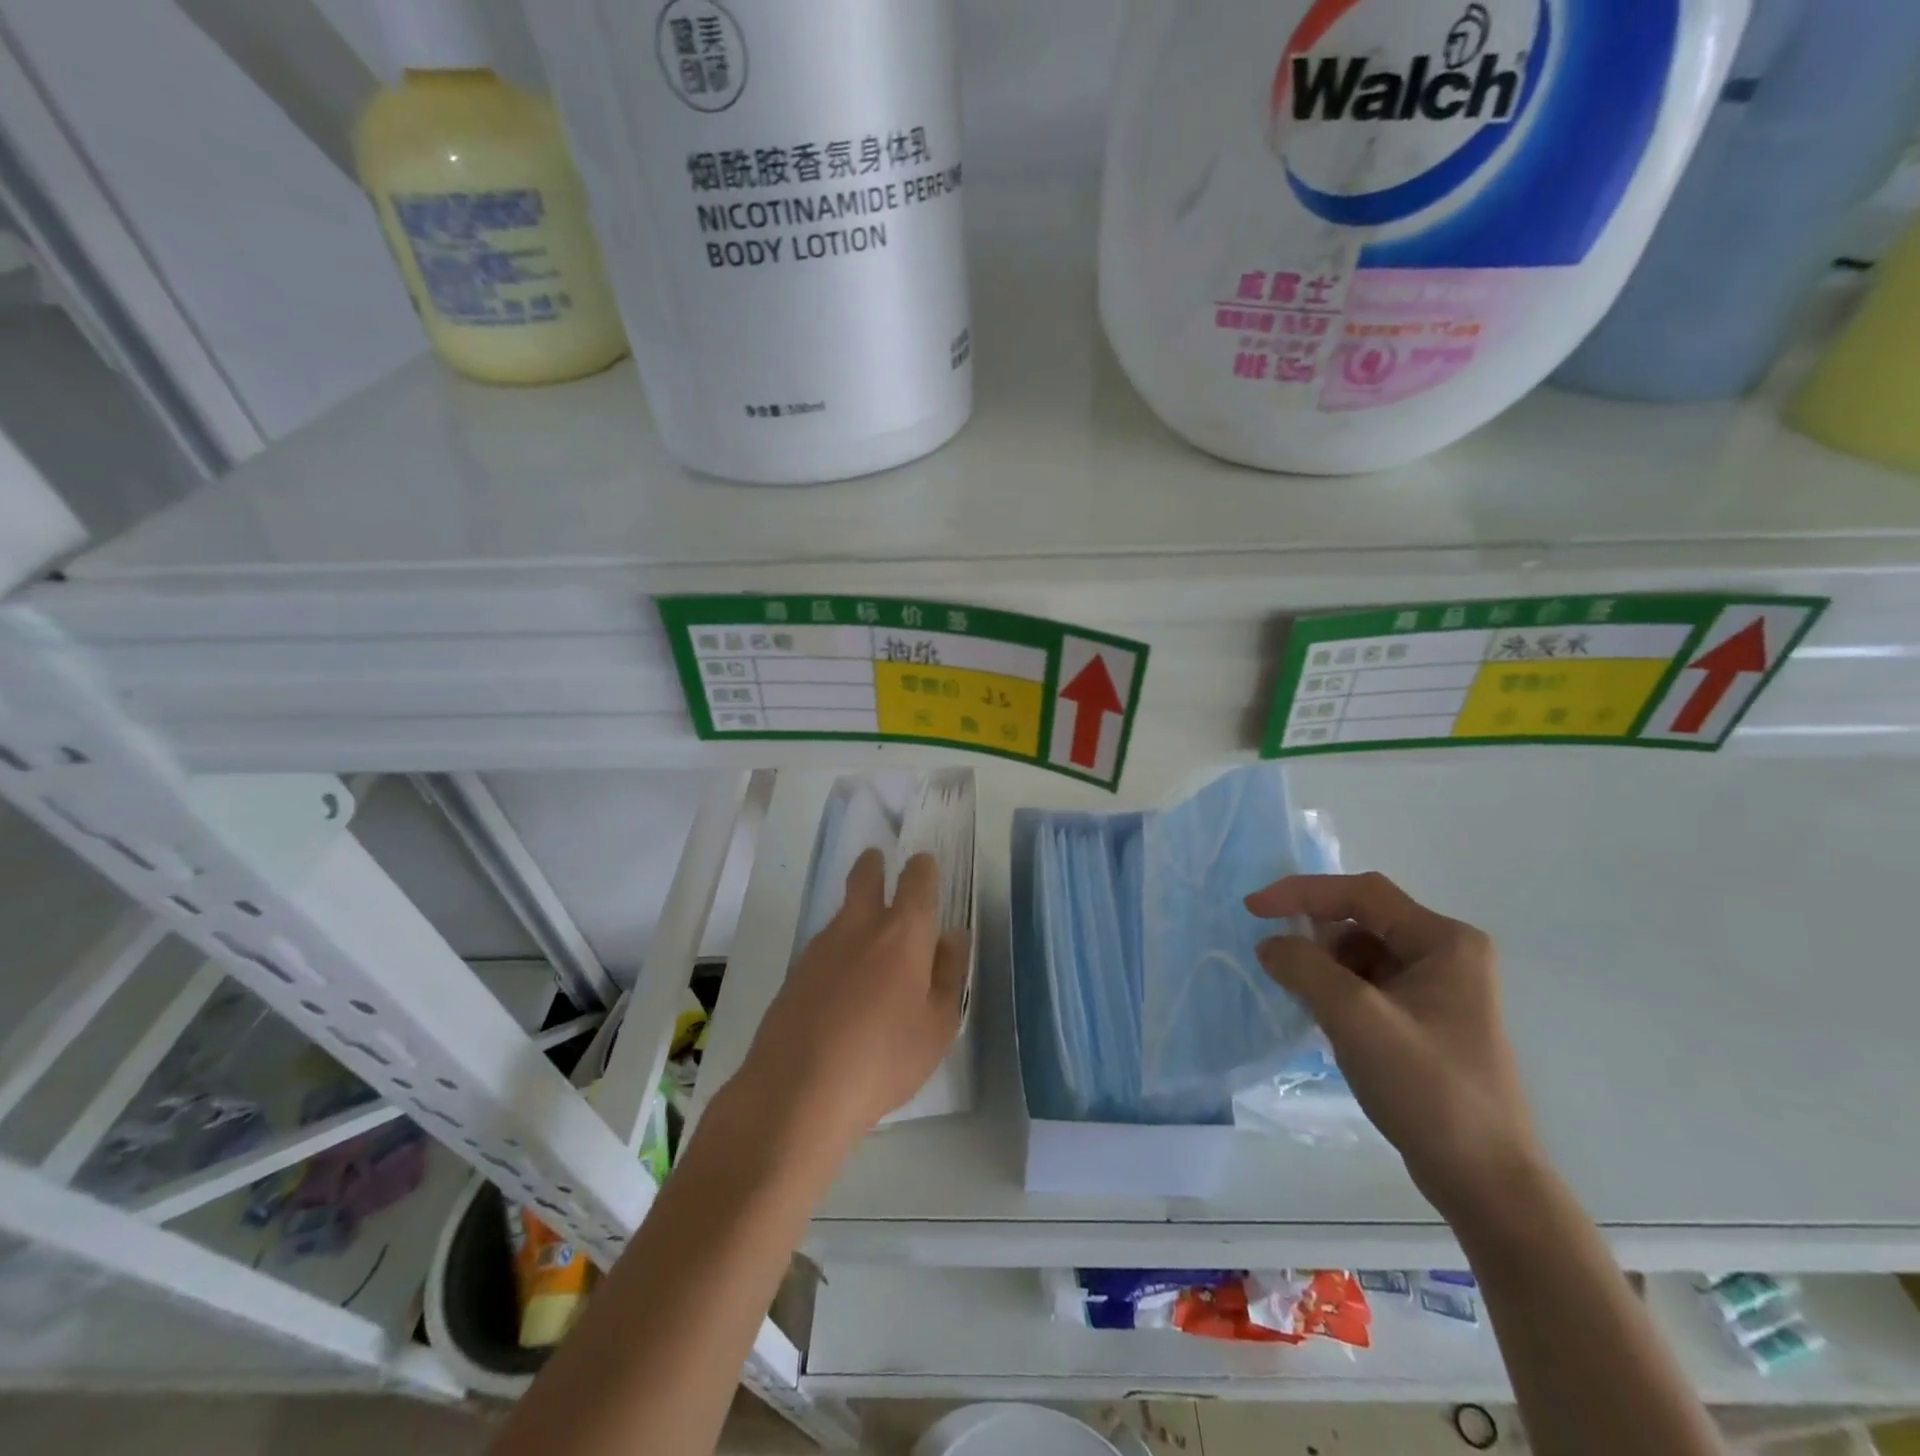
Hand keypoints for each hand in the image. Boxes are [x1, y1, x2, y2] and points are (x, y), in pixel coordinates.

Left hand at [731, 849, 968, 1154]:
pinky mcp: (795, 972)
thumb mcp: (938, 1026)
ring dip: (857, 912)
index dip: (923, 868)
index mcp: (903, 933)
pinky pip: (825, 947)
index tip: (924, 867)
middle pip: (865, 876)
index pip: (917, 880)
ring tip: (870, 945)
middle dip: (874, 864)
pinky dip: (839, 951)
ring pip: (843, 913)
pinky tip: (843, 987)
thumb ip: (949, 974)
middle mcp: (860, 926)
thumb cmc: (884, 1059)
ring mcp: (821, 946)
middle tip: (879, 862)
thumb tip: (953, 936)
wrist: (797, 1090)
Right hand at [1246, 872, 1540, 1217]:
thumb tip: (1269, 945)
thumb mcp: (1356, 1018)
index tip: (1253, 909)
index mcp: (1444, 941)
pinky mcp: (1425, 1020)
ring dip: (1323, 964)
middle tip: (1275, 956)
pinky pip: (1368, 983)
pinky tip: (1319, 1014)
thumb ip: (1305, 967)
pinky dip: (1336, 989)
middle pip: (1362, 920)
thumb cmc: (1427, 1088)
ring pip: (1362, 952)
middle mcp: (1446, 955)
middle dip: (1314, 934)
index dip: (1302, 893)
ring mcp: (1438, 989)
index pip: (1361, 893)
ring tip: (1297, 992)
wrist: (1485, 1182)